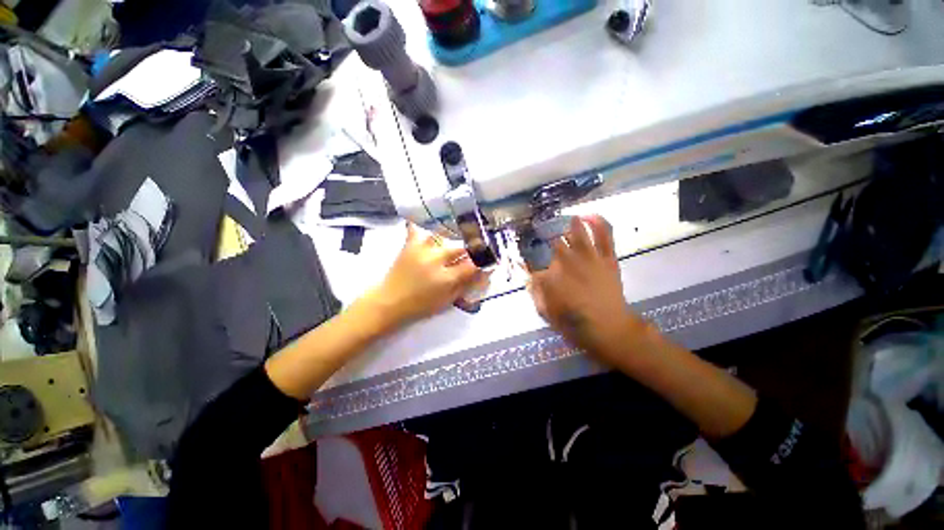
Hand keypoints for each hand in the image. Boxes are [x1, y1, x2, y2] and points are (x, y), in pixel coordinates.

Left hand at [364, 223, 484, 328]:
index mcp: (447, 278)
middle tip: (473, 251)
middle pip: (461, 248)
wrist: (389, 303)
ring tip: (454, 241)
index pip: (473, 264)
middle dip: (471, 250)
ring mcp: (422, 250)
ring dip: (451, 239)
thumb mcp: (447, 300)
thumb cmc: (421, 306)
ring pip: (443, 236)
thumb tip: (483, 273)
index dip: (483, 261)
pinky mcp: (409, 246)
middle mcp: (436, 260)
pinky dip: (420, 226)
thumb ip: (465, 285)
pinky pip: (415, 230)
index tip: (489, 259)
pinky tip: (423, 221)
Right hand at [527, 215, 649, 365]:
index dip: (526, 254)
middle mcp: (567, 262)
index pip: (533, 258)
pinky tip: (589, 215)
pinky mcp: (607, 258)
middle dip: (545, 233)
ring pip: (577, 232)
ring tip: (563, 219)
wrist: (608, 328)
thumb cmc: (573, 322)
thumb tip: (527, 276)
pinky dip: (597, 222)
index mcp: (550, 276)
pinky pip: (604, 235)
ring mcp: (589, 258)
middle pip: (553, 240)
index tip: (523, 251)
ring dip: (568, 224)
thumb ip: (534, 291)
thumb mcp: (545, 311)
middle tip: (540, 228)